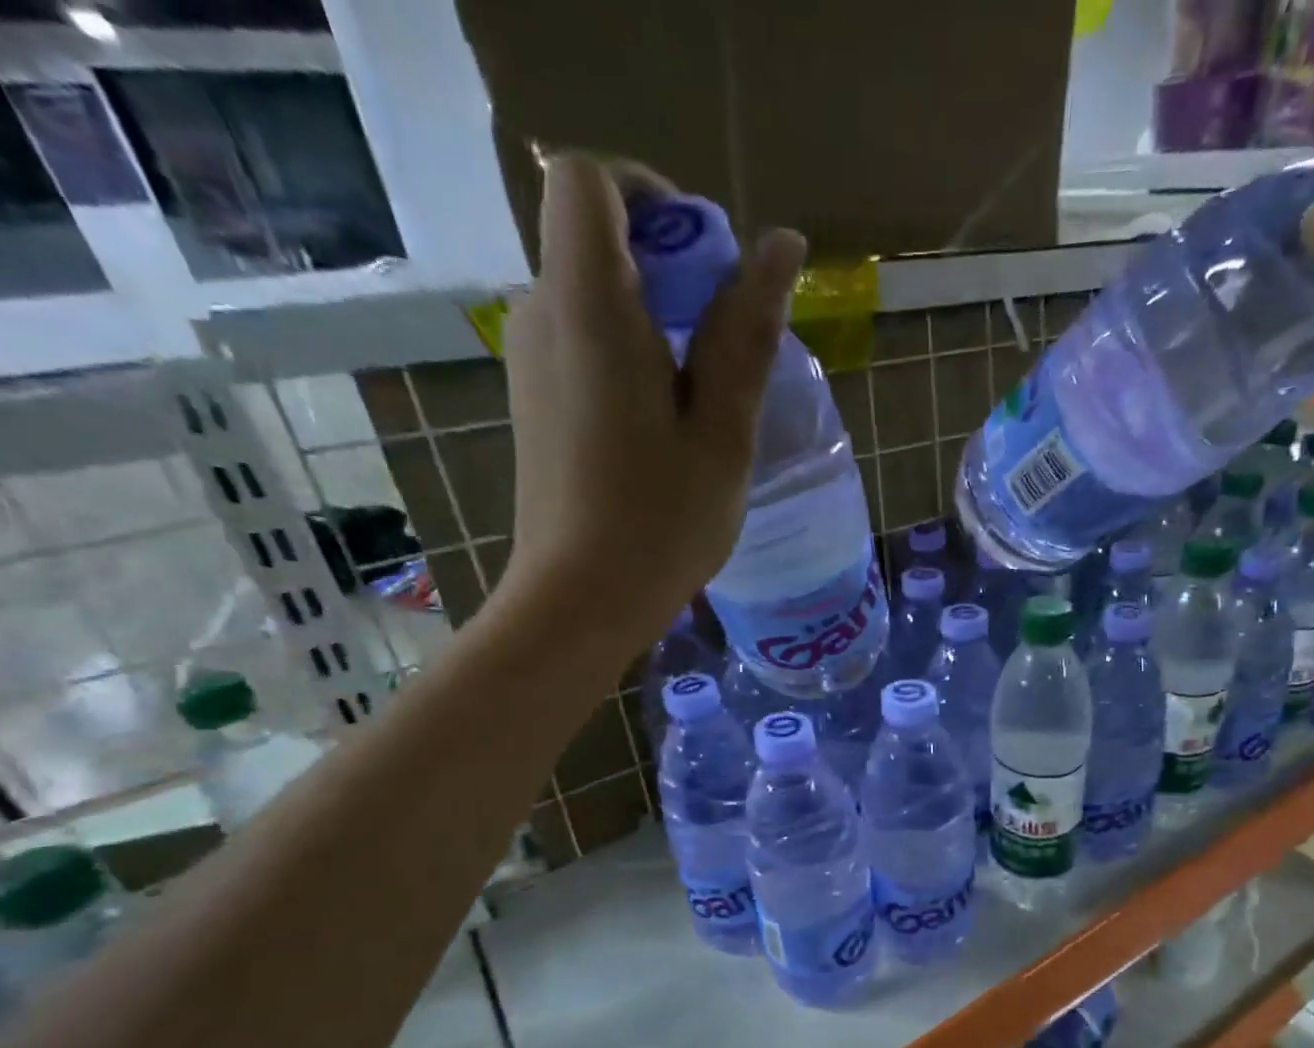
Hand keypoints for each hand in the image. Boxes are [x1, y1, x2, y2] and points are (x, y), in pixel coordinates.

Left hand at [500, 155, 805, 644]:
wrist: (579, 601)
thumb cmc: (662, 521)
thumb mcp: (723, 429)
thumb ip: (747, 332)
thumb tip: (782, 247)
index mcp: (589, 307)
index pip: (589, 180)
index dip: (653, 197)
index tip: (709, 264)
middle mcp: (543, 315)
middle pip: (596, 237)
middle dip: (670, 267)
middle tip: (728, 349)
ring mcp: (531, 360)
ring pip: (594, 295)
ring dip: (657, 318)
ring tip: (706, 398)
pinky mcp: (536, 400)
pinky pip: (584, 342)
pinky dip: (632, 354)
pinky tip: (667, 425)